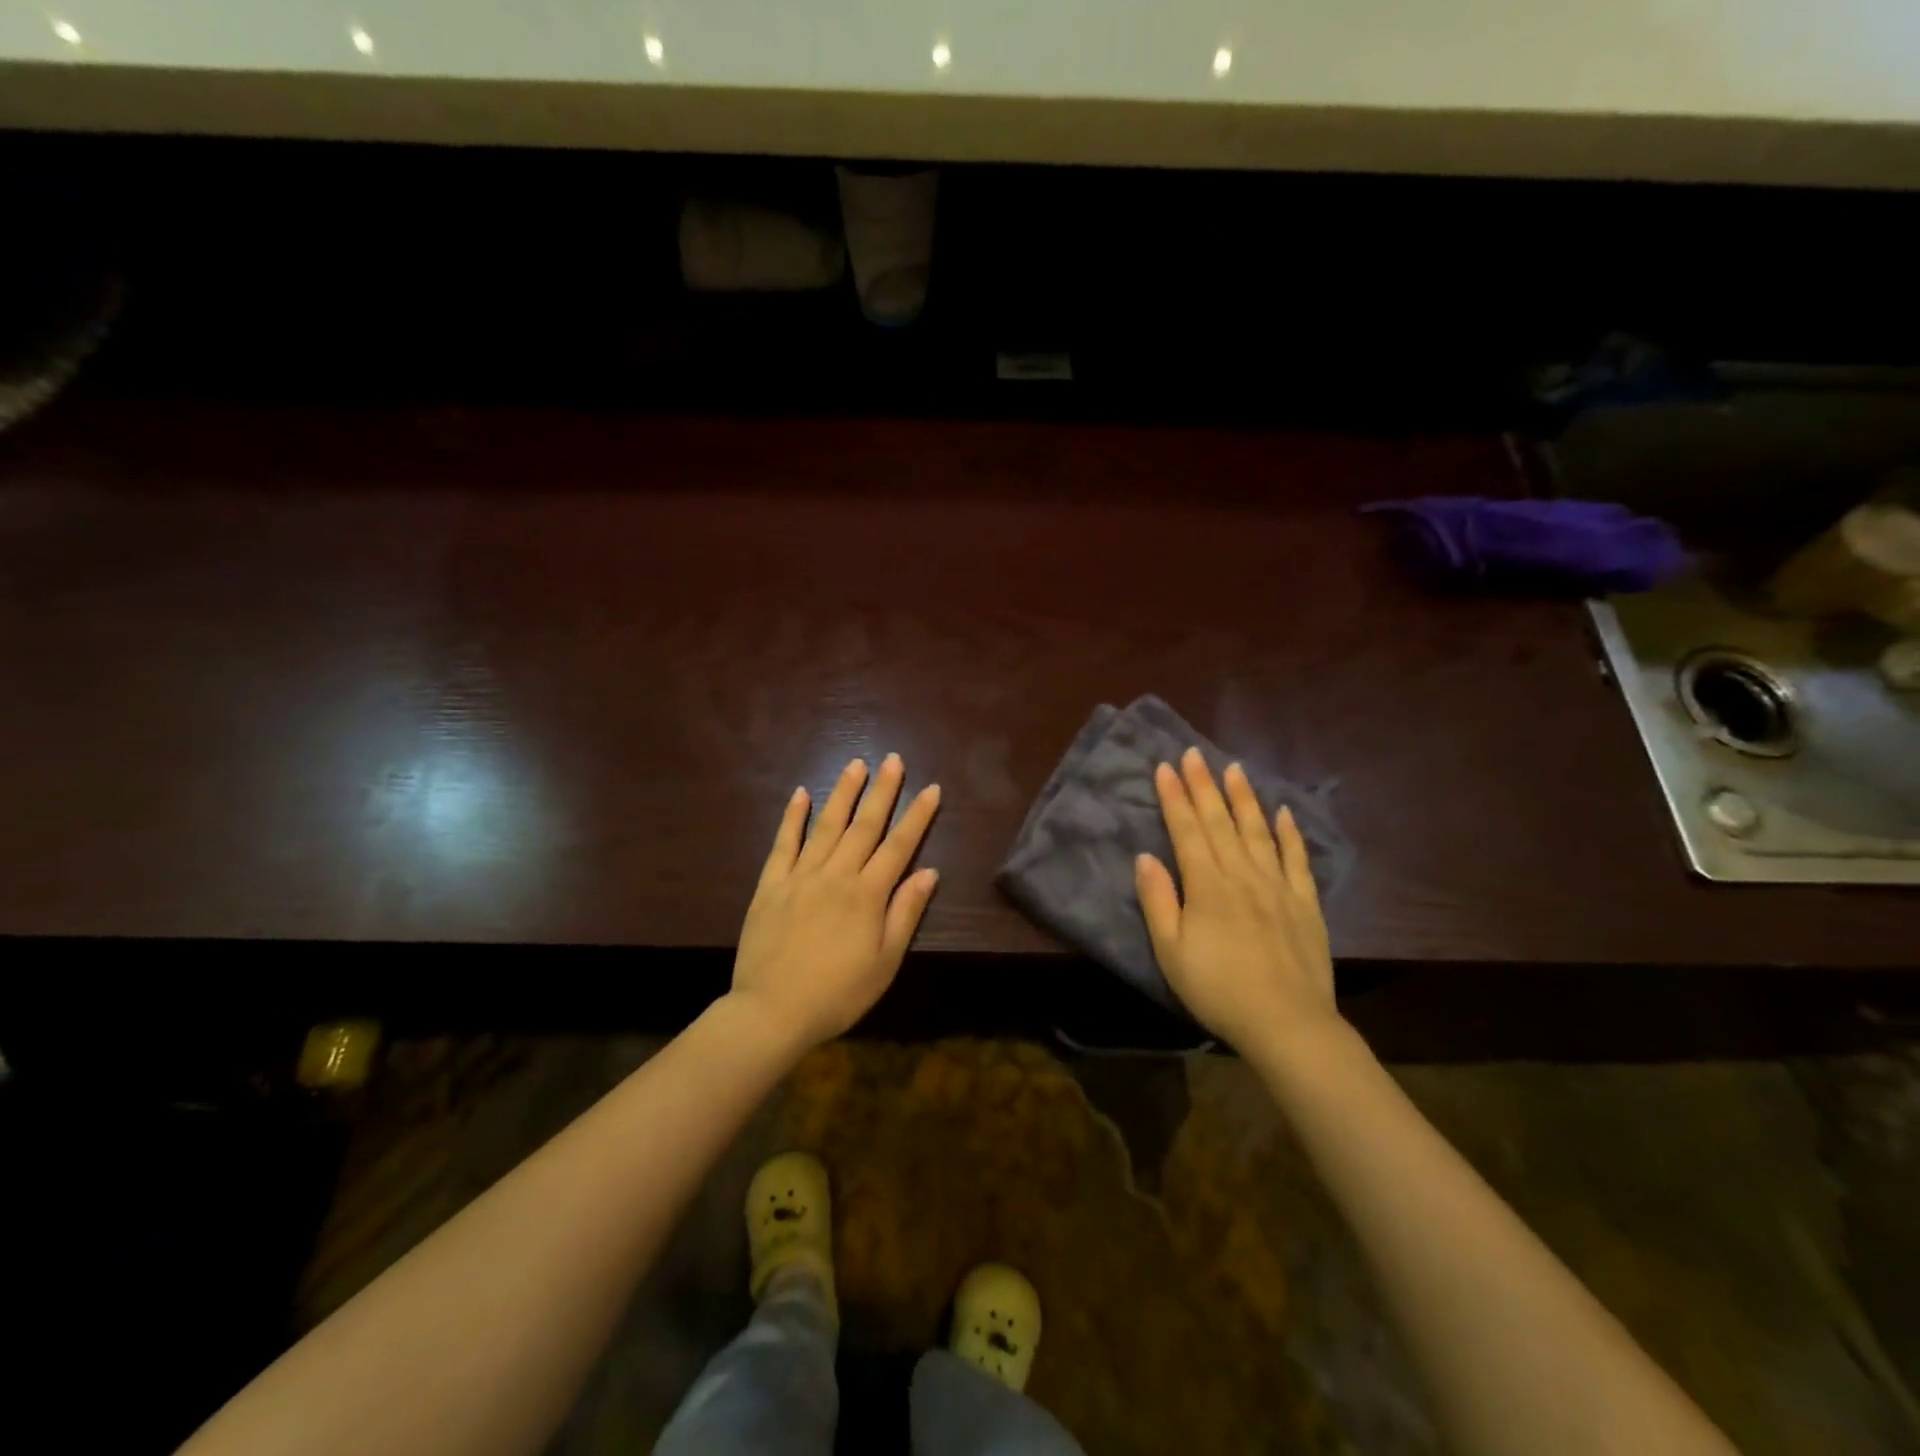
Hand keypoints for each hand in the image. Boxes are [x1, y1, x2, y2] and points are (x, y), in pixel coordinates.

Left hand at [730, 754, 940, 1052]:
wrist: (771, 1012)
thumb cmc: (838, 994)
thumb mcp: (884, 963)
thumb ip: (905, 913)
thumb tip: (929, 872)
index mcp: (867, 895)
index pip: (899, 846)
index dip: (917, 816)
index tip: (931, 788)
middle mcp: (836, 875)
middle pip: (864, 826)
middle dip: (883, 791)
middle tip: (893, 760)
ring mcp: (800, 876)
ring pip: (826, 825)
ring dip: (843, 793)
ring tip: (856, 764)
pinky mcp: (770, 885)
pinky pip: (783, 844)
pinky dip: (793, 817)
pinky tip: (801, 794)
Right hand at [1134, 748, 1338, 1051]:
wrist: (1287, 1023)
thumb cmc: (1218, 990)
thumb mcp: (1171, 952)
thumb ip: (1157, 902)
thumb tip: (1146, 857)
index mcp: (1207, 885)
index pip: (1187, 830)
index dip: (1174, 797)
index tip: (1166, 767)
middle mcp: (1242, 874)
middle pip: (1220, 822)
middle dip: (1204, 785)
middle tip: (1194, 753)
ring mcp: (1278, 886)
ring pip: (1258, 831)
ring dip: (1244, 798)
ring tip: (1234, 769)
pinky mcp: (1305, 903)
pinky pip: (1297, 859)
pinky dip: (1290, 833)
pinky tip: (1284, 812)